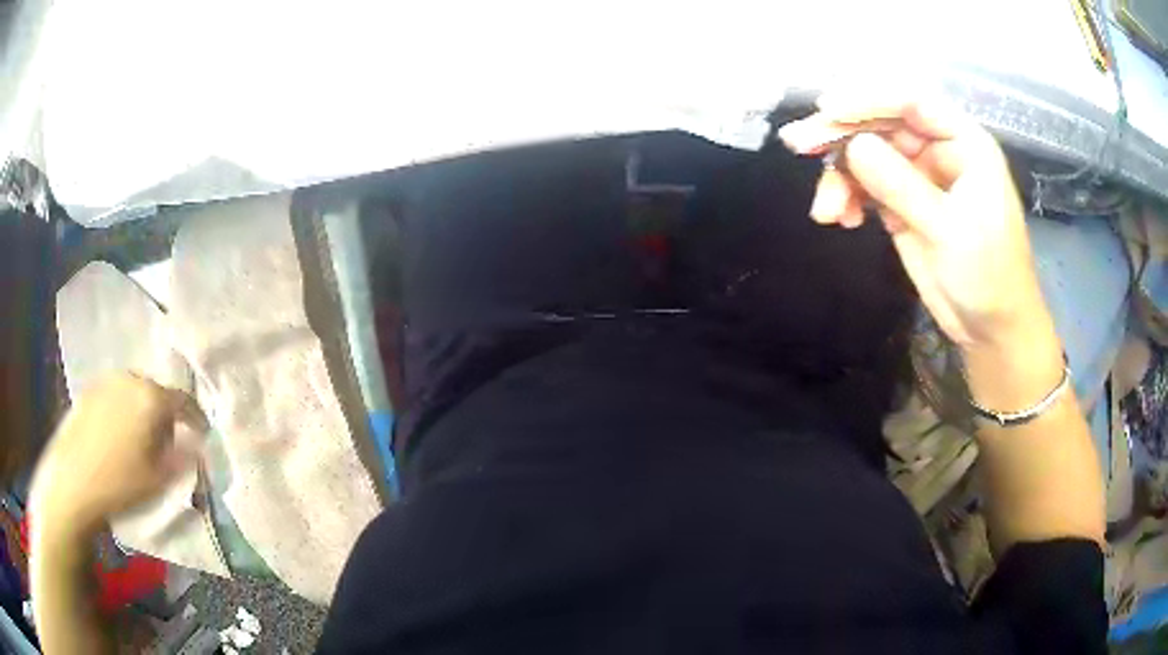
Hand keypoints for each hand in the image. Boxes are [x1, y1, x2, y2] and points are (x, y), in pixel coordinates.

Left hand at [30, 374, 206, 539]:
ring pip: (136, 392)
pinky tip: (119, 435)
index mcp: (151, 397)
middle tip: (169, 443)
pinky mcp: (90, 390)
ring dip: (144, 412)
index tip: (203, 435)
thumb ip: (183, 458)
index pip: (184, 401)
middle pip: (158, 393)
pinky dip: (125, 410)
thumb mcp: (158, 479)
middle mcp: (131, 379)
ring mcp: (107, 381)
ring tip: (142, 439)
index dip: (196, 418)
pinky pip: (117, 395)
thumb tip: (198, 445)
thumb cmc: (120, 483)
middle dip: (167, 416)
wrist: (73, 480)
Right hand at [778, 93, 1055, 351]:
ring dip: (841, 176)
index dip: (870, 99)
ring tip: (826, 209)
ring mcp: (918, 177)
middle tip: (799, 145)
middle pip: (882, 124)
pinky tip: (841, 219)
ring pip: (868, 156)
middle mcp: (938, 150)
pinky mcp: (902, 204)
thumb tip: (854, 146)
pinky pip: (865, 186)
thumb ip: (903, 186)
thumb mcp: (949, 231)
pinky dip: (849, 198)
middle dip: (842, 135)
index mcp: (964, 143)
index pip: (912, 102)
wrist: (991, 329)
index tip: (828, 108)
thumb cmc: (989, 277)